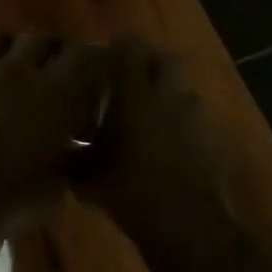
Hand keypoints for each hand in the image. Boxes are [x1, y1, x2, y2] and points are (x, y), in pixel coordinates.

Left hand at [0, 31, 108, 250]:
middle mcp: (16, 69)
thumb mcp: (56, 185)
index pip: (86, 55)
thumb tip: (70, 143)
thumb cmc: (9, 204)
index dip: (91, 60)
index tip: (92, 72)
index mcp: (55, 93)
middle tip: (46, 70)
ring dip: (1, 46)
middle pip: (39, 36)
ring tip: (0, 65)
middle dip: (46, 50)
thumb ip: (67, 153)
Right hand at [75, 39, 234, 251]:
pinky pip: (193, 117)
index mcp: (135, 94)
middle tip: (127, 76)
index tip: (103, 54)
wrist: (186, 225)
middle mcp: (168, 95)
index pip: (130, 48)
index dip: (117, 46)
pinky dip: (180, 121)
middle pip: (165, 59)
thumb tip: (59, 146)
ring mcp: (195, 116)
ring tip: (147, 111)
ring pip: (181, 88)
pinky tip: (165, 142)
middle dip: (148, 62)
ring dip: (166, 92)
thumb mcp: (86, 176)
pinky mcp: (212, 138)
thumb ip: (72, 153)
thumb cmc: (129, 192)